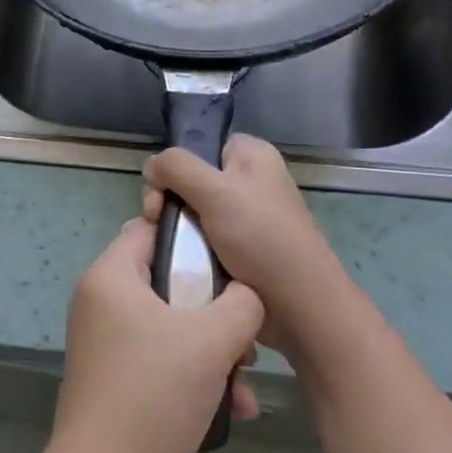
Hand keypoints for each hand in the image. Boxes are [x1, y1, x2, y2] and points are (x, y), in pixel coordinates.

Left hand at [49, 219, 263, 452]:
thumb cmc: (154, 394)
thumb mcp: (212, 341)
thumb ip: (241, 304)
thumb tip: (246, 295)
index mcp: (111, 274)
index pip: (153, 229)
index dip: (195, 240)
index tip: (231, 266)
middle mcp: (100, 297)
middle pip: (167, 280)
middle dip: (213, 309)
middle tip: (244, 338)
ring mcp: (102, 337)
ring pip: (168, 323)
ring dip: (210, 349)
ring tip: (244, 384)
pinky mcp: (109, 373)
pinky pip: (156, 354)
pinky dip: (189, 372)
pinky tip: (228, 407)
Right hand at [143, 134, 356, 362]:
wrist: (300, 307)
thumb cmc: (261, 238)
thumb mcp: (216, 191)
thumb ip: (177, 168)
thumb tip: (151, 166)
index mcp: (252, 155)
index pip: (201, 145)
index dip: (176, 166)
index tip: (161, 194)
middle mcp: (251, 181)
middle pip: (191, 179)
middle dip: (169, 201)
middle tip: (157, 224)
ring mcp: (247, 217)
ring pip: (194, 213)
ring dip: (177, 230)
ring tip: (166, 249)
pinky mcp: (242, 250)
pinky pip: (204, 240)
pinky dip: (189, 250)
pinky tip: (180, 263)